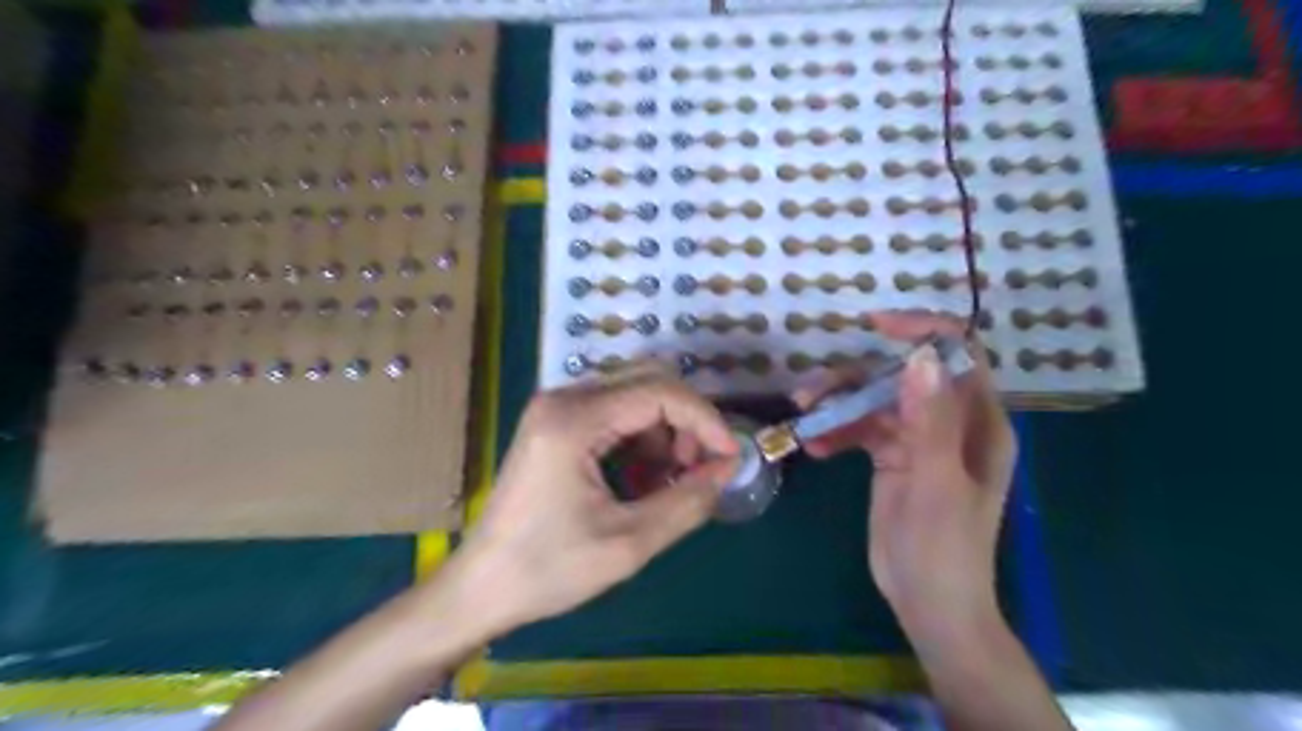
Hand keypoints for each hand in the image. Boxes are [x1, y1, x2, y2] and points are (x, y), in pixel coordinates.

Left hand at [454, 369, 742, 631]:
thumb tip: (726, 470)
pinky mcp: (556, 425)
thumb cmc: (548, 570)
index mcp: (575, 419)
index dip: (705, 420)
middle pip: (649, 383)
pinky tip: (644, 480)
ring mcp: (557, 409)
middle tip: (698, 471)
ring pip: (635, 397)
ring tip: (671, 483)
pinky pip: (615, 414)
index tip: (730, 458)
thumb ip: (687, 502)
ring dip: (665, 432)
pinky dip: (642, 440)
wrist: (480, 588)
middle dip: (686, 423)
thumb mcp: (628, 543)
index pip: (660, 392)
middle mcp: (564, 399)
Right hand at [794, 308, 1016, 643]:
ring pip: (876, 402)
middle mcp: (949, 423)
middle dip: (857, 378)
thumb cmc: (944, 549)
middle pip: (902, 377)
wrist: (928, 604)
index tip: (876, 325)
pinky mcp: (892, 457)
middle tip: (811, 392)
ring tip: (803, 418)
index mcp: (977, 423)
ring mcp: (918, 440)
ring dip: (839, 405)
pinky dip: (838, 432)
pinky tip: (816, 447)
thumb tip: (919, 357)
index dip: (923, 331)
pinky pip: (862, 429)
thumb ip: (928, 421)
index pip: (958, 355)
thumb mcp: (936, 485)